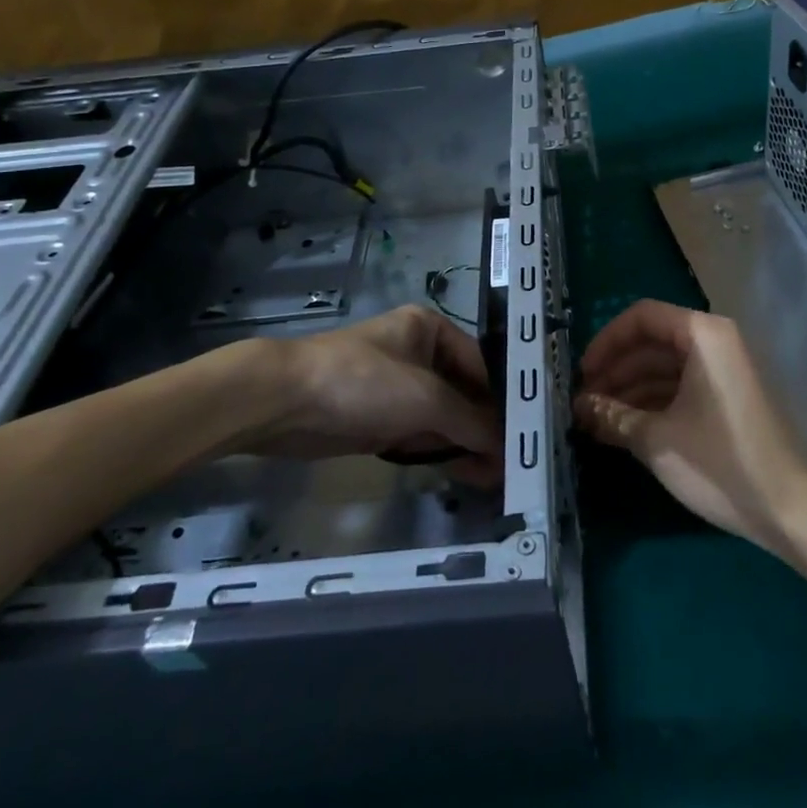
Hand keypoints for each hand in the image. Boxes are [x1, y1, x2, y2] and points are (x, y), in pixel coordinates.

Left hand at [223, 307, 501, 481]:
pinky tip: (467, 474)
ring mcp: (397, 388)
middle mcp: (418, 354)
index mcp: (431, 330)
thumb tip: (505, 448)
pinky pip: (420, 435)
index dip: (502, 399)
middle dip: (485, 426)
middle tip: (513, 462)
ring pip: (443, 418)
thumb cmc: (363, 382)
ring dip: (466, 444)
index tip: (523, 433)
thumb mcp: (426, 398)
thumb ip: (470, 422)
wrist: (283, 402)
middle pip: (463, 393)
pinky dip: (441, 452)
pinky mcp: (379, 419)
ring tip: (498, 477)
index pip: (480, 365)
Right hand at [574, 300, 806, 560]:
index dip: (606, 342)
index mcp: (703, 334)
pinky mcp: (730, 399)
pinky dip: (653, 404)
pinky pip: (683, 388)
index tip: (582, 375)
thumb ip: (613, 416)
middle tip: (583, 404)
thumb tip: (580, 406)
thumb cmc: (721, 463)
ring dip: (630, 391)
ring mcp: (726, 371)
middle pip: (653, 342)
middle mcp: (716, 341)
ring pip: (666, 368)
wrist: (793, 510)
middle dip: (615, 371)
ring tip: (596, 421)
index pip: (642, 317)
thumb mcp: (657, 440)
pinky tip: (625, 429)